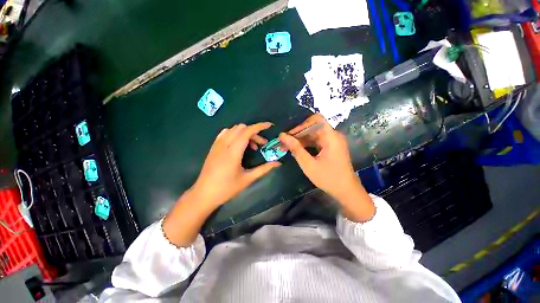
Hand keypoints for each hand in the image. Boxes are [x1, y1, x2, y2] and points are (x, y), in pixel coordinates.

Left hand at [192, 122, 280, 209]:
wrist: (204, 194)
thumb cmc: (227, 188)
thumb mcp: (247, 179)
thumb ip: (264, 169)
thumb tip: (278, 163)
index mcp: (233, 152)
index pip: (247, 131)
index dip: (259, 126)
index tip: (269, 126)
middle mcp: (224, 144)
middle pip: (241, 128)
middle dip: (254, 133)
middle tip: (261, 145)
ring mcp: (217, 144)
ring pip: (233, 129)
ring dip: (245, 133)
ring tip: (250, 146)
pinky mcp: (213, 147)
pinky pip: (225, 133)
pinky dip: (235, 134)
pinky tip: (238, 144)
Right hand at [279, 114, 373, 221]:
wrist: (346, 192)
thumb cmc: (328, 178)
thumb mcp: (308, 164)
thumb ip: (295, 148)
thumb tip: (282, 135)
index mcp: (331, 137)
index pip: (316, 119)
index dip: (301, 125)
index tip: (290, 135)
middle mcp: (333, 136)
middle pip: (313, 127)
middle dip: (298, 134)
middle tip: (284, 142)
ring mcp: (332, 142)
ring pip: (313, 135)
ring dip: (300, 140)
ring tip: (287, 147)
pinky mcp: (331, 147)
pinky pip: (316, 141)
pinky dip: (306, 145)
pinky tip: (297, 151)